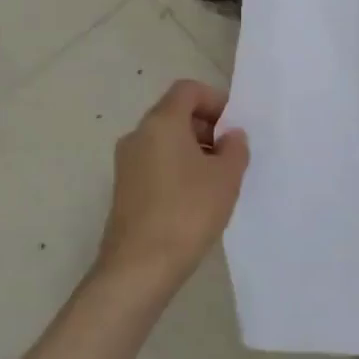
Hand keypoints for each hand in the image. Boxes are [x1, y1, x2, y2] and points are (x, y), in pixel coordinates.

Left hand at [96, 79, 249, 297]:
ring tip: (216, 179)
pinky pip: (155, 163)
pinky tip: (195, 198)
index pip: (188, 90)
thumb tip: (230, 136)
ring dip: (193, 150)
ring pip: (165, 140)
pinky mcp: (124, 189)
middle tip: (230, 154)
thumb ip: (235, 148)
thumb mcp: (226, 177)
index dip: (215, 100)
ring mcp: (126, 163)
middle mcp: (138, 135)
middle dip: (206, 126)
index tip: (234, 127)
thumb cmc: (187, 212)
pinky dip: (177, 168)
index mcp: (161, 122)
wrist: (139, 268)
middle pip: (175, 113)